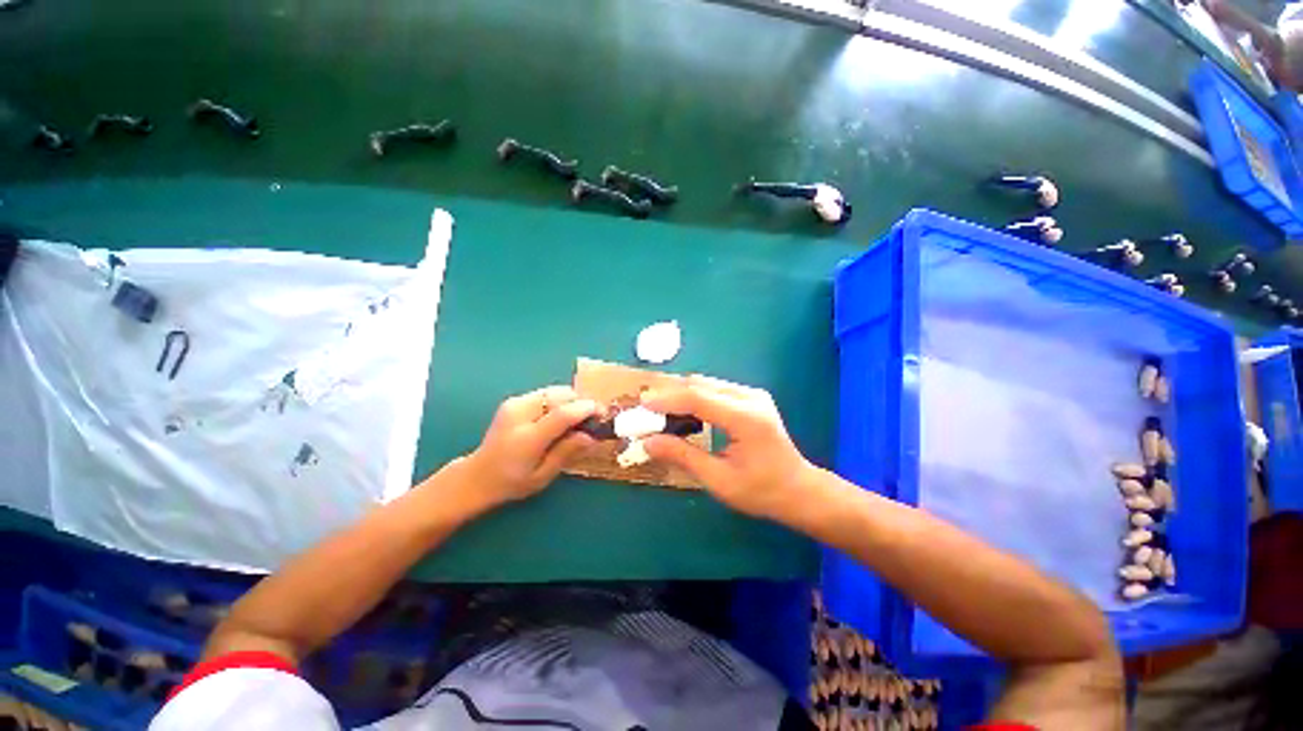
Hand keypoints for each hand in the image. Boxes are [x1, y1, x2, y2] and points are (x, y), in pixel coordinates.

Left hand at [464, 386, 598, 506]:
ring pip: (554, 391)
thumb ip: (567, 452)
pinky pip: (546, 394)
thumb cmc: (512, 483)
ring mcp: (515, 404)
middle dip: (581, 403)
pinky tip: (561, 417)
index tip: (603, 413)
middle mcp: (519, 414)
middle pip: (560, 395)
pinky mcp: (514, 400)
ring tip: (577, 419)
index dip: (587, 409)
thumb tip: (592, 437)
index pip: (563, 414)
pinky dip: (559, 401)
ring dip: (571, 401)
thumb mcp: (543, 476)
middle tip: (591, 419)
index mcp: (527, 438)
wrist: (477, 476)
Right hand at [641, 375, 813, 521]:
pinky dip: (693, 398)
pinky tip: (682, 413)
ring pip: (705, 384)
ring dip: (680, 395)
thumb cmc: (761, 491)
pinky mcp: (750, 397)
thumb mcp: (719, 480)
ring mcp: (752, 394)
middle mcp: (750, 397)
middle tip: (645, 411)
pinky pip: (714, 389)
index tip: (641, 406)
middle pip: (700, 384)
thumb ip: (683, 456)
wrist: (799, 489)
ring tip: (659, 413)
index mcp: (746, 418)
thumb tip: (647, 442)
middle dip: (670, 395)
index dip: (667, 400)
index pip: (698, 398)